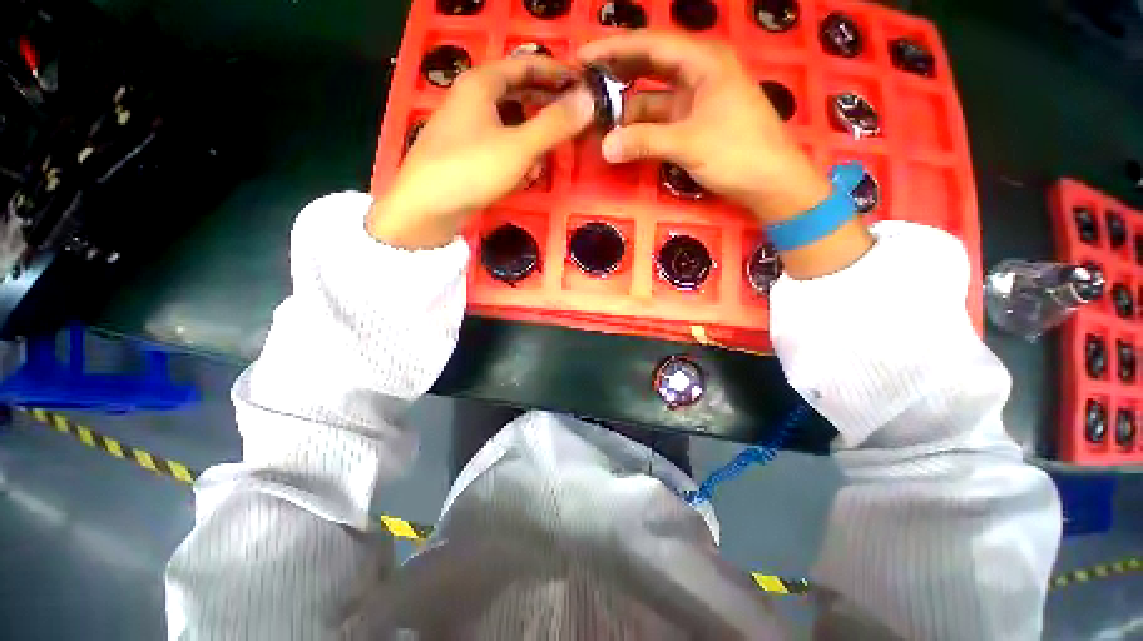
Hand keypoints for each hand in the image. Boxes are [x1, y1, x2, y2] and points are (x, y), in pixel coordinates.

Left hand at [368, 56, 593, 248]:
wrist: (425, 210)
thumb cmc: (471, 170)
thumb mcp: (519, 147)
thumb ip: (555, 124)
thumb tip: (588, 100)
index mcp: (481, 85)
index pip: (525, 65)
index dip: (556, 72)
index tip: (583, 85)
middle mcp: (472, 101)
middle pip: (519, 95)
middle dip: (546, 109)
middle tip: (573, 122)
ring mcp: (468, 130)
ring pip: (511, 125)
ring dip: (532, 139)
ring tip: (549, 156)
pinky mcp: (467, 156)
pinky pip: (501, 148)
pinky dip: (517, 158)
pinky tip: (525, 177)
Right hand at [578, 32, 829, 223]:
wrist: (772, 183)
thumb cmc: (738, 153)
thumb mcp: (689, 144)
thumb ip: (644, 142)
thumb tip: (604, 147)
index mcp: (704, 62)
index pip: (650, 45)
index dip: (614, 48)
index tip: (582, 56)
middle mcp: (699, 73)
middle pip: (650, 66)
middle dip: (617, 73)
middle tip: (584, 82)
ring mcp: (697, 101)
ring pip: (654, 97)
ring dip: (627, 108)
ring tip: (596, 116)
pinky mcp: (695, 124)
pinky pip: (661, 120)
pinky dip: (641, 128)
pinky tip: (622, 137)